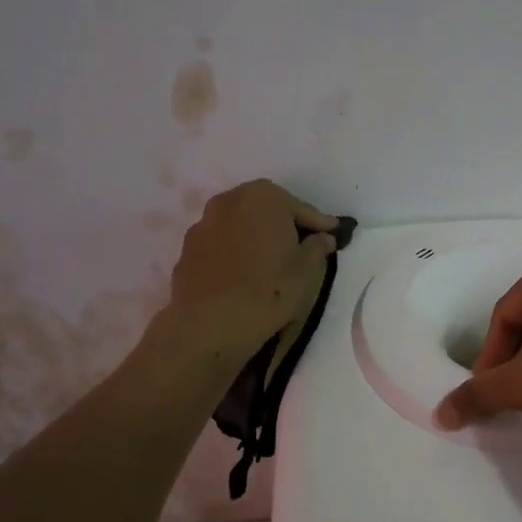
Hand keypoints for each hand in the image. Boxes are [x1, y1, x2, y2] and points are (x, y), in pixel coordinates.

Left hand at [167, 180, 338, 352]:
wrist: (209, 324)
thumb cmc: (268, 290)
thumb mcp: (308, 271)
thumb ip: (318, 247)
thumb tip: (322, 238)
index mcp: (264, 197)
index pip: (302, 209)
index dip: (320, 225)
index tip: (334, 234)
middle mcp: (230, 200)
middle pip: (267, 211)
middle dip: (284, 226)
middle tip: (301, 247)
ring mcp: (204, 224)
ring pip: (241, 227)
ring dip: (256, 238)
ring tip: (270, 263)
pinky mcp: (188, 250)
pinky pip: (222, 246)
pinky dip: (235, 254)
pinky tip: (243, 276)